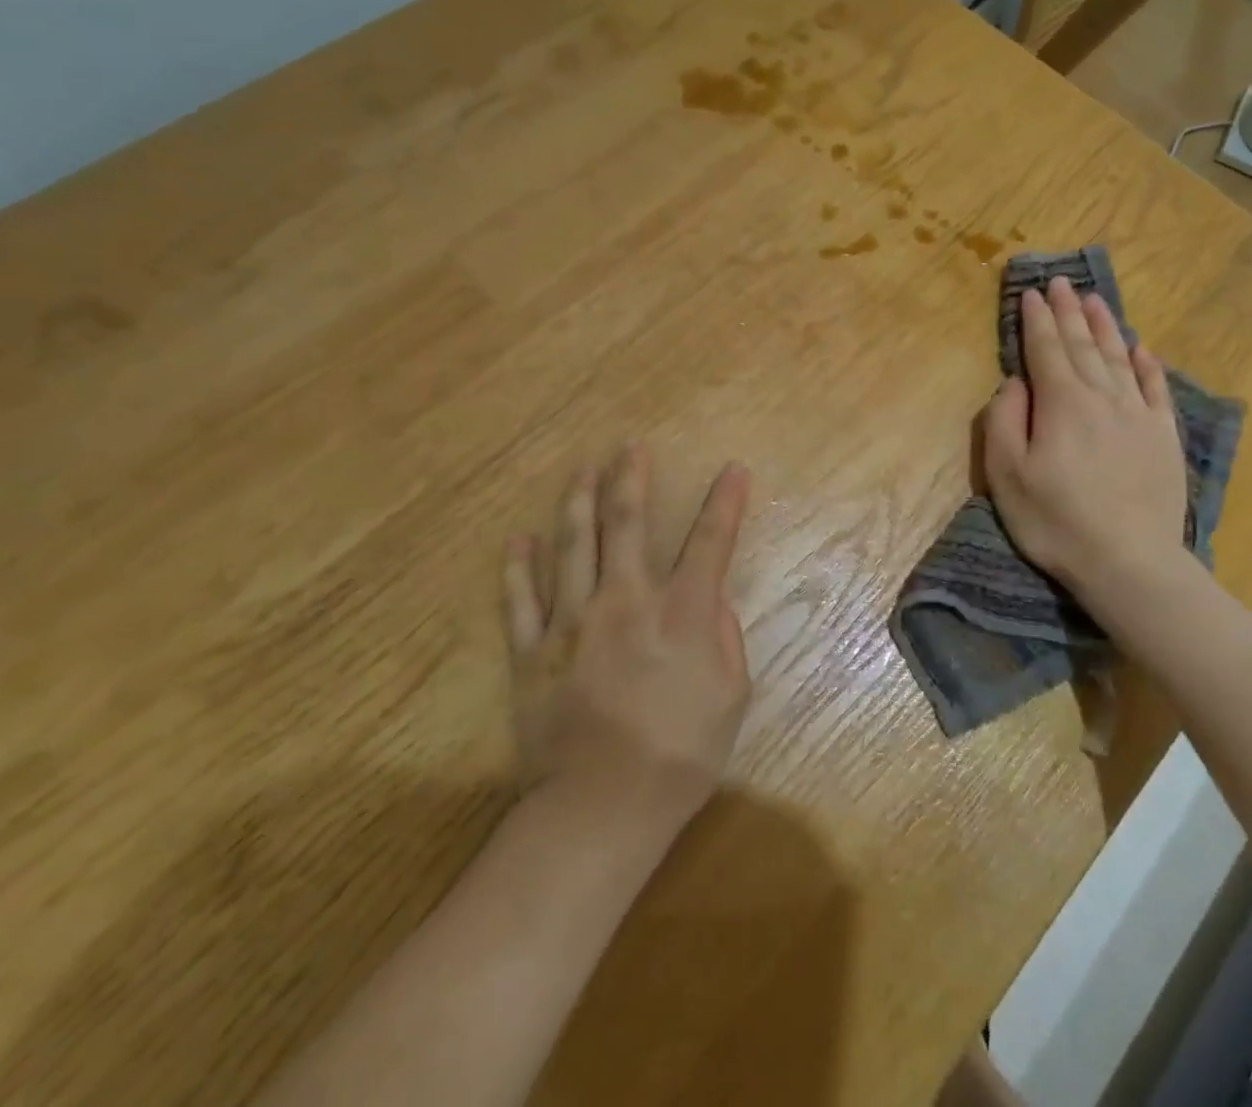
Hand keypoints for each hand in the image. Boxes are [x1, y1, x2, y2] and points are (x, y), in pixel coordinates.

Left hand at [506, 444, 752, 825]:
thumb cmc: (680, 753)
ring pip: (572, 546)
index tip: (733, 469)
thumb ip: (725, 639)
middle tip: (629, 446)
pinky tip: (519, 539)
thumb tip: (711, 604)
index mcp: (681, 612)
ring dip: (578, 501)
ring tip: (581, 469)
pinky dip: (518, 568)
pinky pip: (521, 600)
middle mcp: (626, 601)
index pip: (710, 541)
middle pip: (626, 524)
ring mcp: (573, 622)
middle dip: (631, 478)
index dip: (725, 501)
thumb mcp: (731, 696)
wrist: (603, 805)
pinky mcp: (533, 652)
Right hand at [982, 277, 1188, 601]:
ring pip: (1120, 357)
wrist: (1129, 562)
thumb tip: (1016, 382)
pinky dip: (1147, 364)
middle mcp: (1102, 396)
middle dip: (1068, 311)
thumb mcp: (1007, 474)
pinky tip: (1142, 348)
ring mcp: (1138, 415)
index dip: (1035, 319)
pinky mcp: (1163, 437)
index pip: (1044, 349)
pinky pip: (1155, 388)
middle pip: (1082, 344)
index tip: (1030, 293)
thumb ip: (1005, 419)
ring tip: (1094, 299)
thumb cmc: (1055, 520)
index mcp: (1061, 402)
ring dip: (1105, 326)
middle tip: (1060, 282)